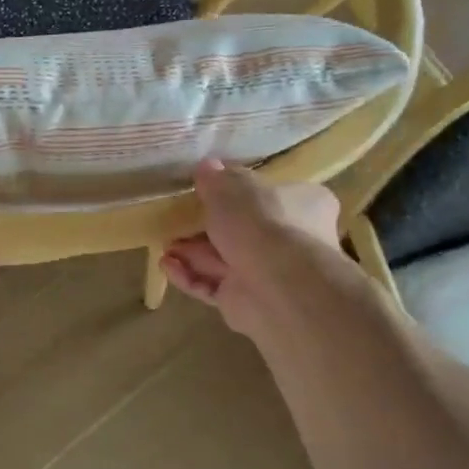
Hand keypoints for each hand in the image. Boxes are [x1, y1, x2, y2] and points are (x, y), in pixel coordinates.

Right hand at [161, 161, 345, 336]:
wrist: (277, 285)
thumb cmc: (263, 223)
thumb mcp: (233, 186)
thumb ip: (218, 178)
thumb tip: (208, 167)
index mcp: (304, 205)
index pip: (274, 194)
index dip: (241, 192)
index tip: (209, 190)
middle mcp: (293, 240)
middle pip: (243, 230)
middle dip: (206, 227)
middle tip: (177, 219)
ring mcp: (269, 274)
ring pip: (224, 260)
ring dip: (192, 253)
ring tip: (164, 246)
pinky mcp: (247, 302)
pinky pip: (213, 286)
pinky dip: (190, 276)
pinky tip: (166, 266)